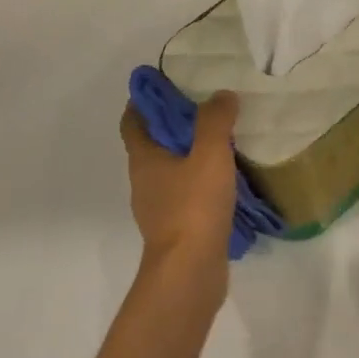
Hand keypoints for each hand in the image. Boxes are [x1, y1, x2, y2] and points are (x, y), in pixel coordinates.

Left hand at [120, 90, 239, 271]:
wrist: (190, 273)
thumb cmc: (193, 206)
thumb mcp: (209, 153)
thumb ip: (215, 119)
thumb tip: (221, 95)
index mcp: (143, 159)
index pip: (132, 121)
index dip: (143, 101)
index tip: (165, 84)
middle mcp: (144, 181)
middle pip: (152, 143)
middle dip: (172, 124)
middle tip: (204, 106)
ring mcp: (159, 208)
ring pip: (170, 169)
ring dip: (189, 154)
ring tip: (221, 139)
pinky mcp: (176, 229)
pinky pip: (186, 194)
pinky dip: (200, 181)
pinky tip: (226, 178)